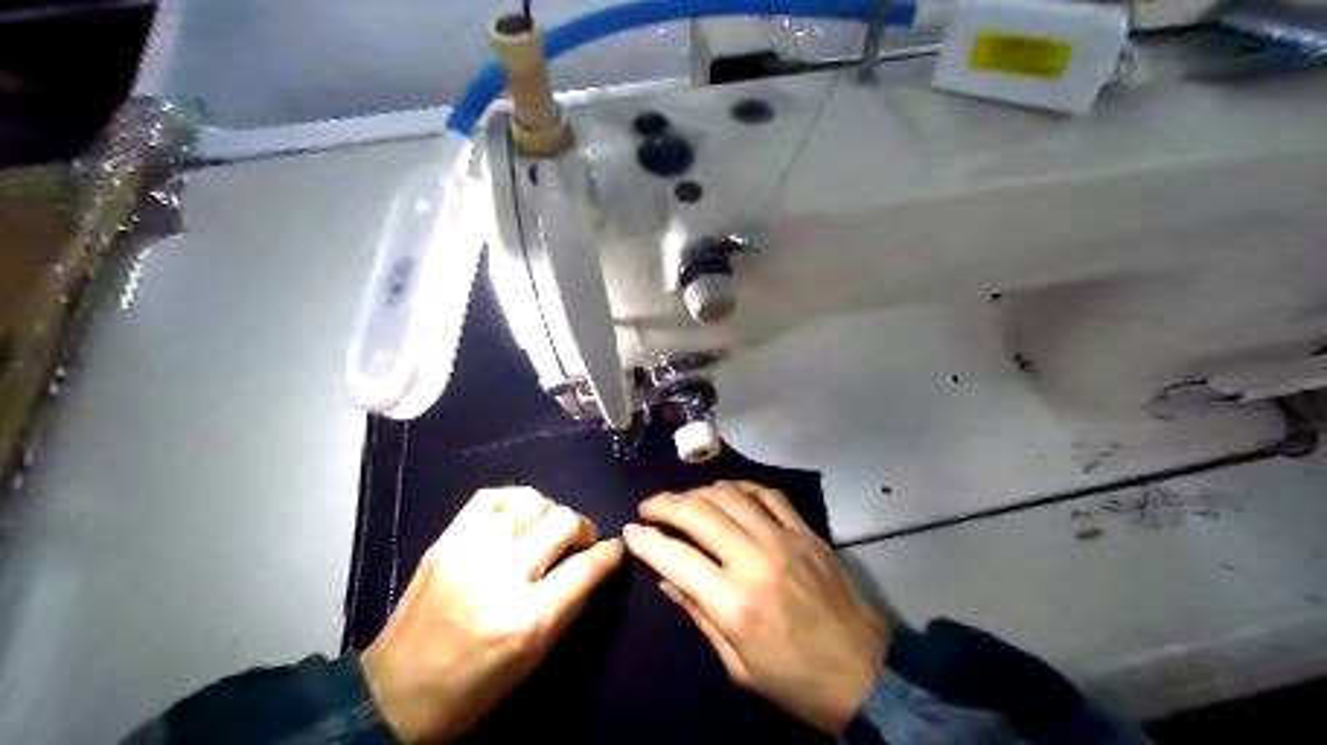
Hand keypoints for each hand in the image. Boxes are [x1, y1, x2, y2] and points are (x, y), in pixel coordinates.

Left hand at [361, 486, 625, 742]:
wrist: (394, 693)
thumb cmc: (472, 688)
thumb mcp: (533, 660)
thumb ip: (569, 607)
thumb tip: (594, 568)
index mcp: (527, 618)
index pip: (585, 568)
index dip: (609, 553)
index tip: (615, 549)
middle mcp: (501, 576)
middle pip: (562, 523)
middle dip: (583, 528)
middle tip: (582, 540)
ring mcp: (469, 551)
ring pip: (531, 502)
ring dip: (550, 512)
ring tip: (548, 528)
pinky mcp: (445, 540)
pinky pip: (490, 497)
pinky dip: (514, 500)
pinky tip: (519, 515)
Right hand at [625, 484, 889, 731]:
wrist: (865, 674)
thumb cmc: (795, 681)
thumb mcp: (737, 666)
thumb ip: (699, 615)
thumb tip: (667, 579)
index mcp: (734, 604)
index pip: (675, 557)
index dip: (646, 540)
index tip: (630, 531)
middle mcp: (756, 561)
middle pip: (699, 514)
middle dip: (665, 504)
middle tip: (648, 507)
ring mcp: (785, 540)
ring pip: (731, 495)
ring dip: (699, 492)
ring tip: (683, 500)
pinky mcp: (807, 532)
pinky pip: (768, 495)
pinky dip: (741, 487)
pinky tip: (727, 492)